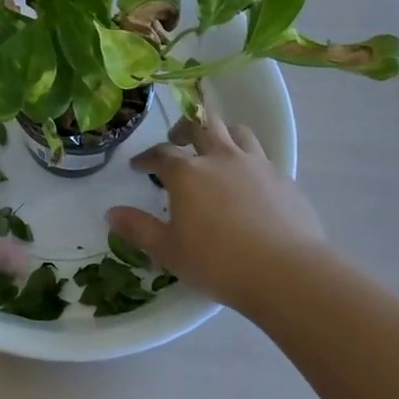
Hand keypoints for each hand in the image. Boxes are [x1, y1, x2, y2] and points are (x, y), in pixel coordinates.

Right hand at [106, 101, 328, 309]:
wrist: (287, 272)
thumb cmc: (219, 263)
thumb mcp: (169, 251)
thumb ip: (138, 229)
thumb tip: (111, 213)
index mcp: (188, 173)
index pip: (161, 153)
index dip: (147, 158)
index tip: (138, 167)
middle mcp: (221, 158)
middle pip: (200, 125)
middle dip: (183, 129)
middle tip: (176, 141)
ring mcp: (256, 165)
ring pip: (236, 131)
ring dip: (221, 133)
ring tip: (215, 149)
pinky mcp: (283, 179)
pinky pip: (262, 157)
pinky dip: (249, 160)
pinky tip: (249, 182)